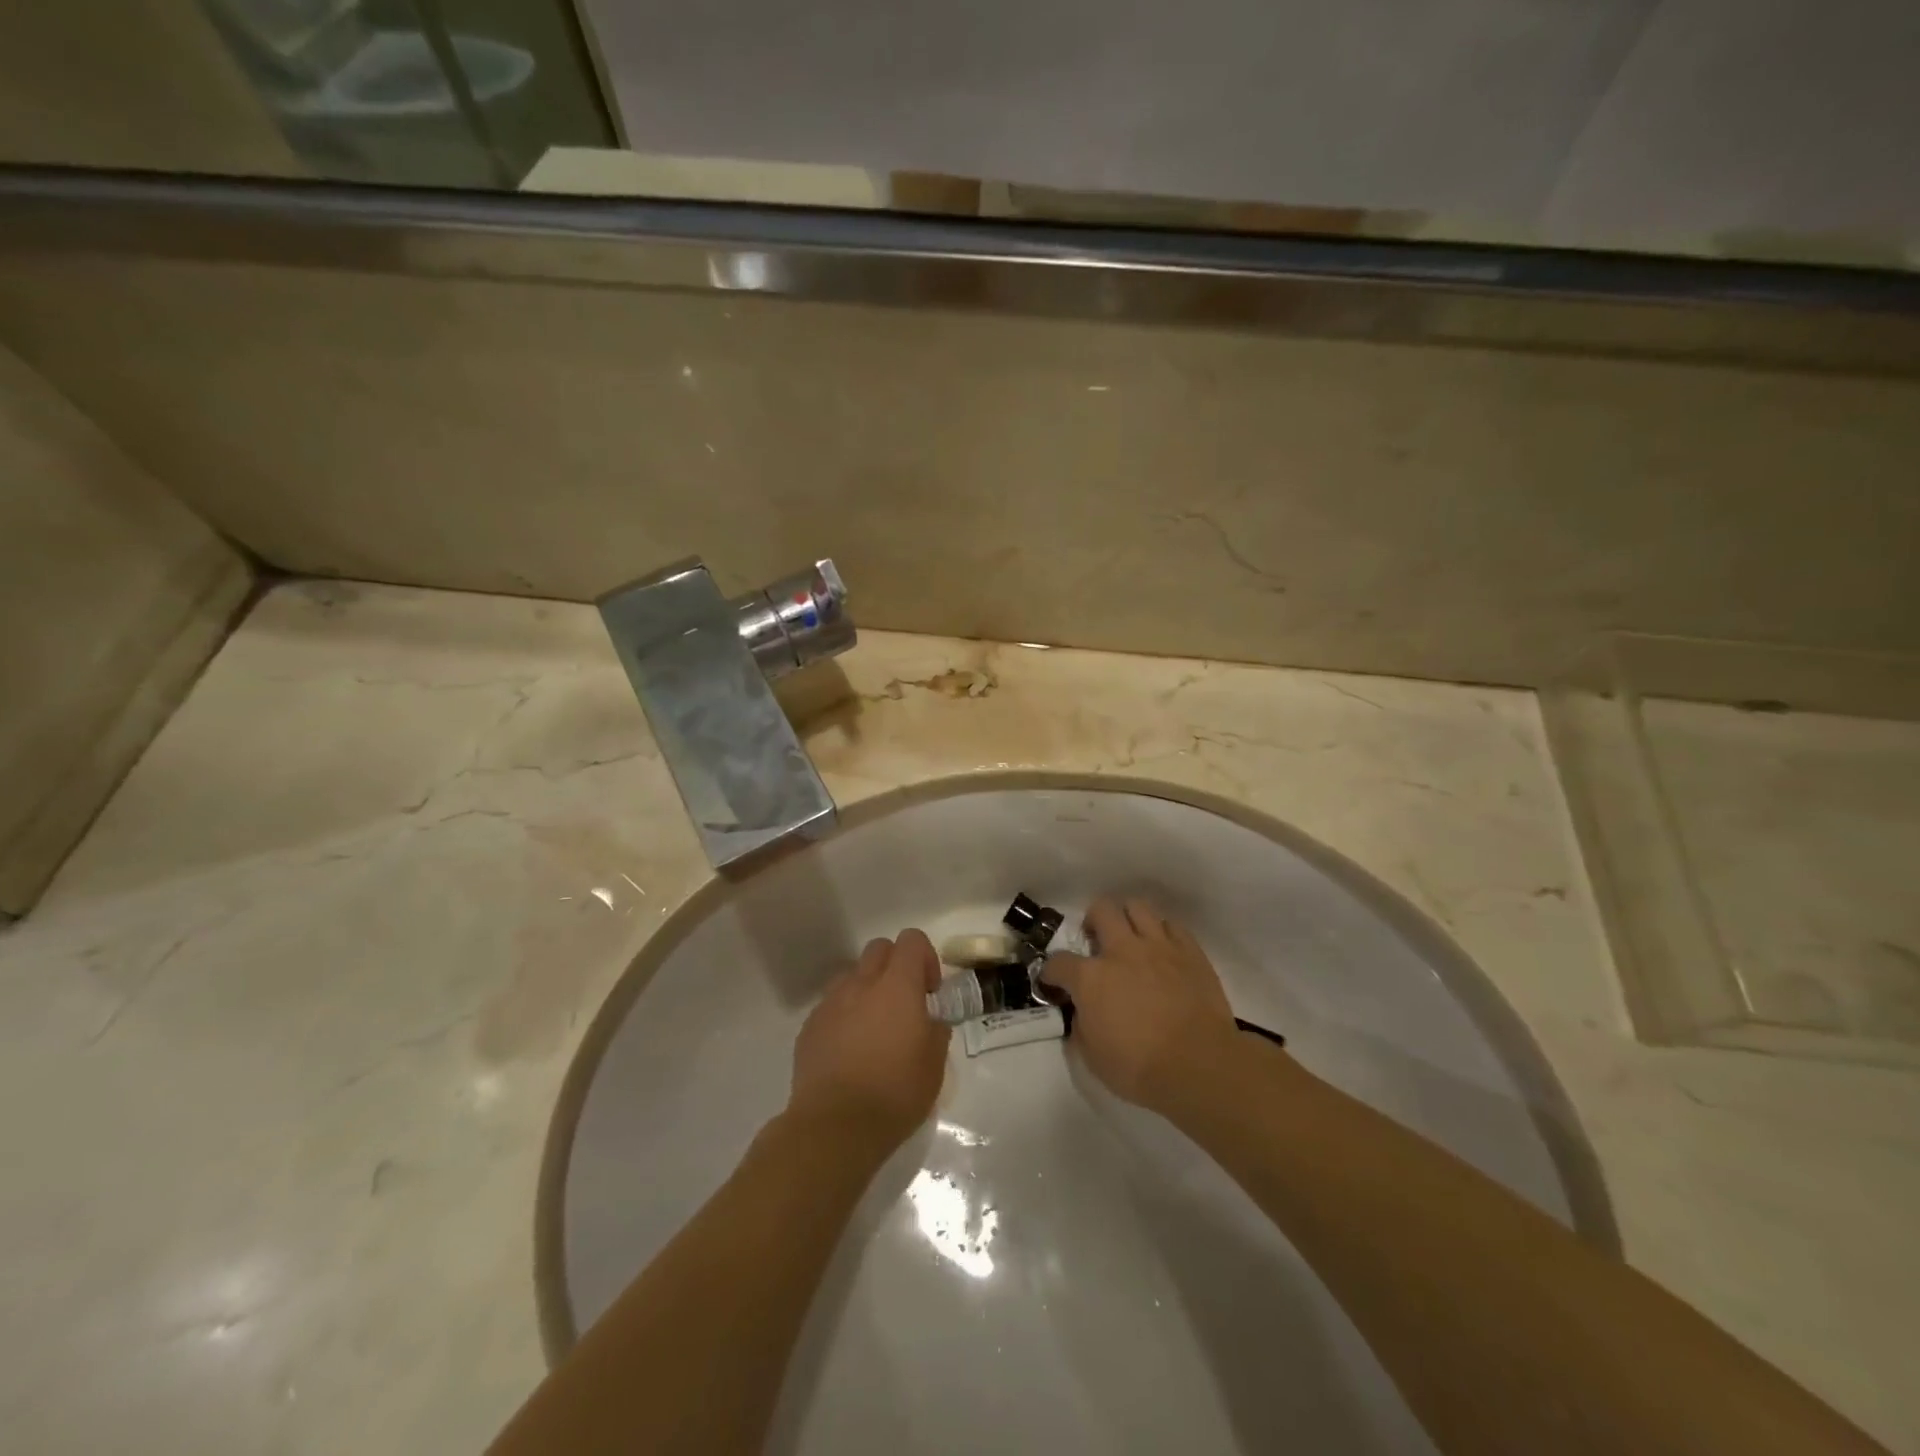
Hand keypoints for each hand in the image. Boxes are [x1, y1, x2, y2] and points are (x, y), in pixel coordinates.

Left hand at [787, 930, 949, 1153]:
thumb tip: (930, 1020)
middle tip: (905, 1004)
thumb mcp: (934, 1065)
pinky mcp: (809, 1026)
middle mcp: (861, 984)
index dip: (925, 958)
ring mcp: (830, 1003)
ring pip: (852, 975)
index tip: (930, 993)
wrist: (834, 1128)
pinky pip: (832, 1005)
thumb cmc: (894, 1094)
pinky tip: (850, 1052)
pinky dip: (845, 1016)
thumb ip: (936, 1030)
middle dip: (896, 966)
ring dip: (868, 989)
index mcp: (897, 986)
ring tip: (875, 1029)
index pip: (912, 940)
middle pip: (879, 948)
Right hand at [1041, 897, 1245, 1113]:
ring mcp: (1159, 946)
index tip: (1053, 982)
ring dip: (1128, 918)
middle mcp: (1122, 951)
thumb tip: (1082, 1014)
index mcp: (1091, 978)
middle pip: (1101, 910)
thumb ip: (1081, 1027)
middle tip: (1096, 942)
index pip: (1059, 962)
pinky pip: (1172, 925)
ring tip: (1130, 937)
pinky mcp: (1190, 951)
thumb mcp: (1093, 1057)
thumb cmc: (1141, 1068)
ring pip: (1137, 907)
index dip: (1051, 972)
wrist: (1200, 1066)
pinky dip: (1162, 932)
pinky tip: (1162, 950)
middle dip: (1092, 921)